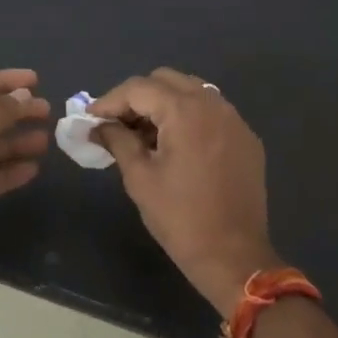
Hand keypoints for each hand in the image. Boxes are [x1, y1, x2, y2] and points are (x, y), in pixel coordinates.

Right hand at [90, 68, 277, 313]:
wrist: (234, 256)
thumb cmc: (180, 218)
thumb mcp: (140, 177)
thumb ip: (117, 141)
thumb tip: (98, 126)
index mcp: (185, 111)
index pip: (139, 88)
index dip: (110, 100)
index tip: (90, 118)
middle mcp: (213, 104)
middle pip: (166, 81)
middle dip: (137, 97)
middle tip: (117, 123)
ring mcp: (234, 120)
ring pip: (191, 92)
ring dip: (164, 104)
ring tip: (144, 134)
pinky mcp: (246, 138)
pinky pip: (211, 112)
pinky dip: (188, 117)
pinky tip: (176, 145)